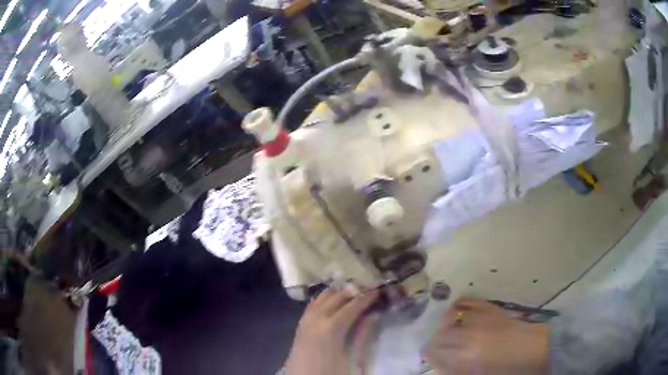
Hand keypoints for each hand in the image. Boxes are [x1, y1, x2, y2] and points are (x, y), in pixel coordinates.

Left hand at [285, 288, 379, 374]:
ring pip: (320, 298)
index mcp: (332, 328)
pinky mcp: (299, 328)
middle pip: (335, 298)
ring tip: (351, 291)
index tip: (377, 291)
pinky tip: (328, 300)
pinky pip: (311, 306)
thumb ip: (363, 337)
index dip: (366, 297)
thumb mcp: (354, 360)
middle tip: (367, 288)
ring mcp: (305, 322)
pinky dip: (322, 299)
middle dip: (352, 291)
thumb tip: (373, 316)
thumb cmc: (332, 374)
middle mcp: (316, 320)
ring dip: (336, 293)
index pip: (352, 306)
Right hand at [425, 297, 548, 374]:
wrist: (530, 348)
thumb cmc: (504, 367)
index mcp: (464, 356)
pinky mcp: (489, 308)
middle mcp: (468, 335)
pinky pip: (467, 302)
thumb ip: (455, 369)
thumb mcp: (477, 373)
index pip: (434, 353)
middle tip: (437, 346)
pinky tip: (456, 310)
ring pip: (449, 317)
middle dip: (435, 342)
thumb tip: (439, 365)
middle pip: (439, 336)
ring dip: (444, 324)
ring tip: (445, 328)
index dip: (430, 355)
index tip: (431, 357)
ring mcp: (479, 319)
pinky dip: (458, 305)